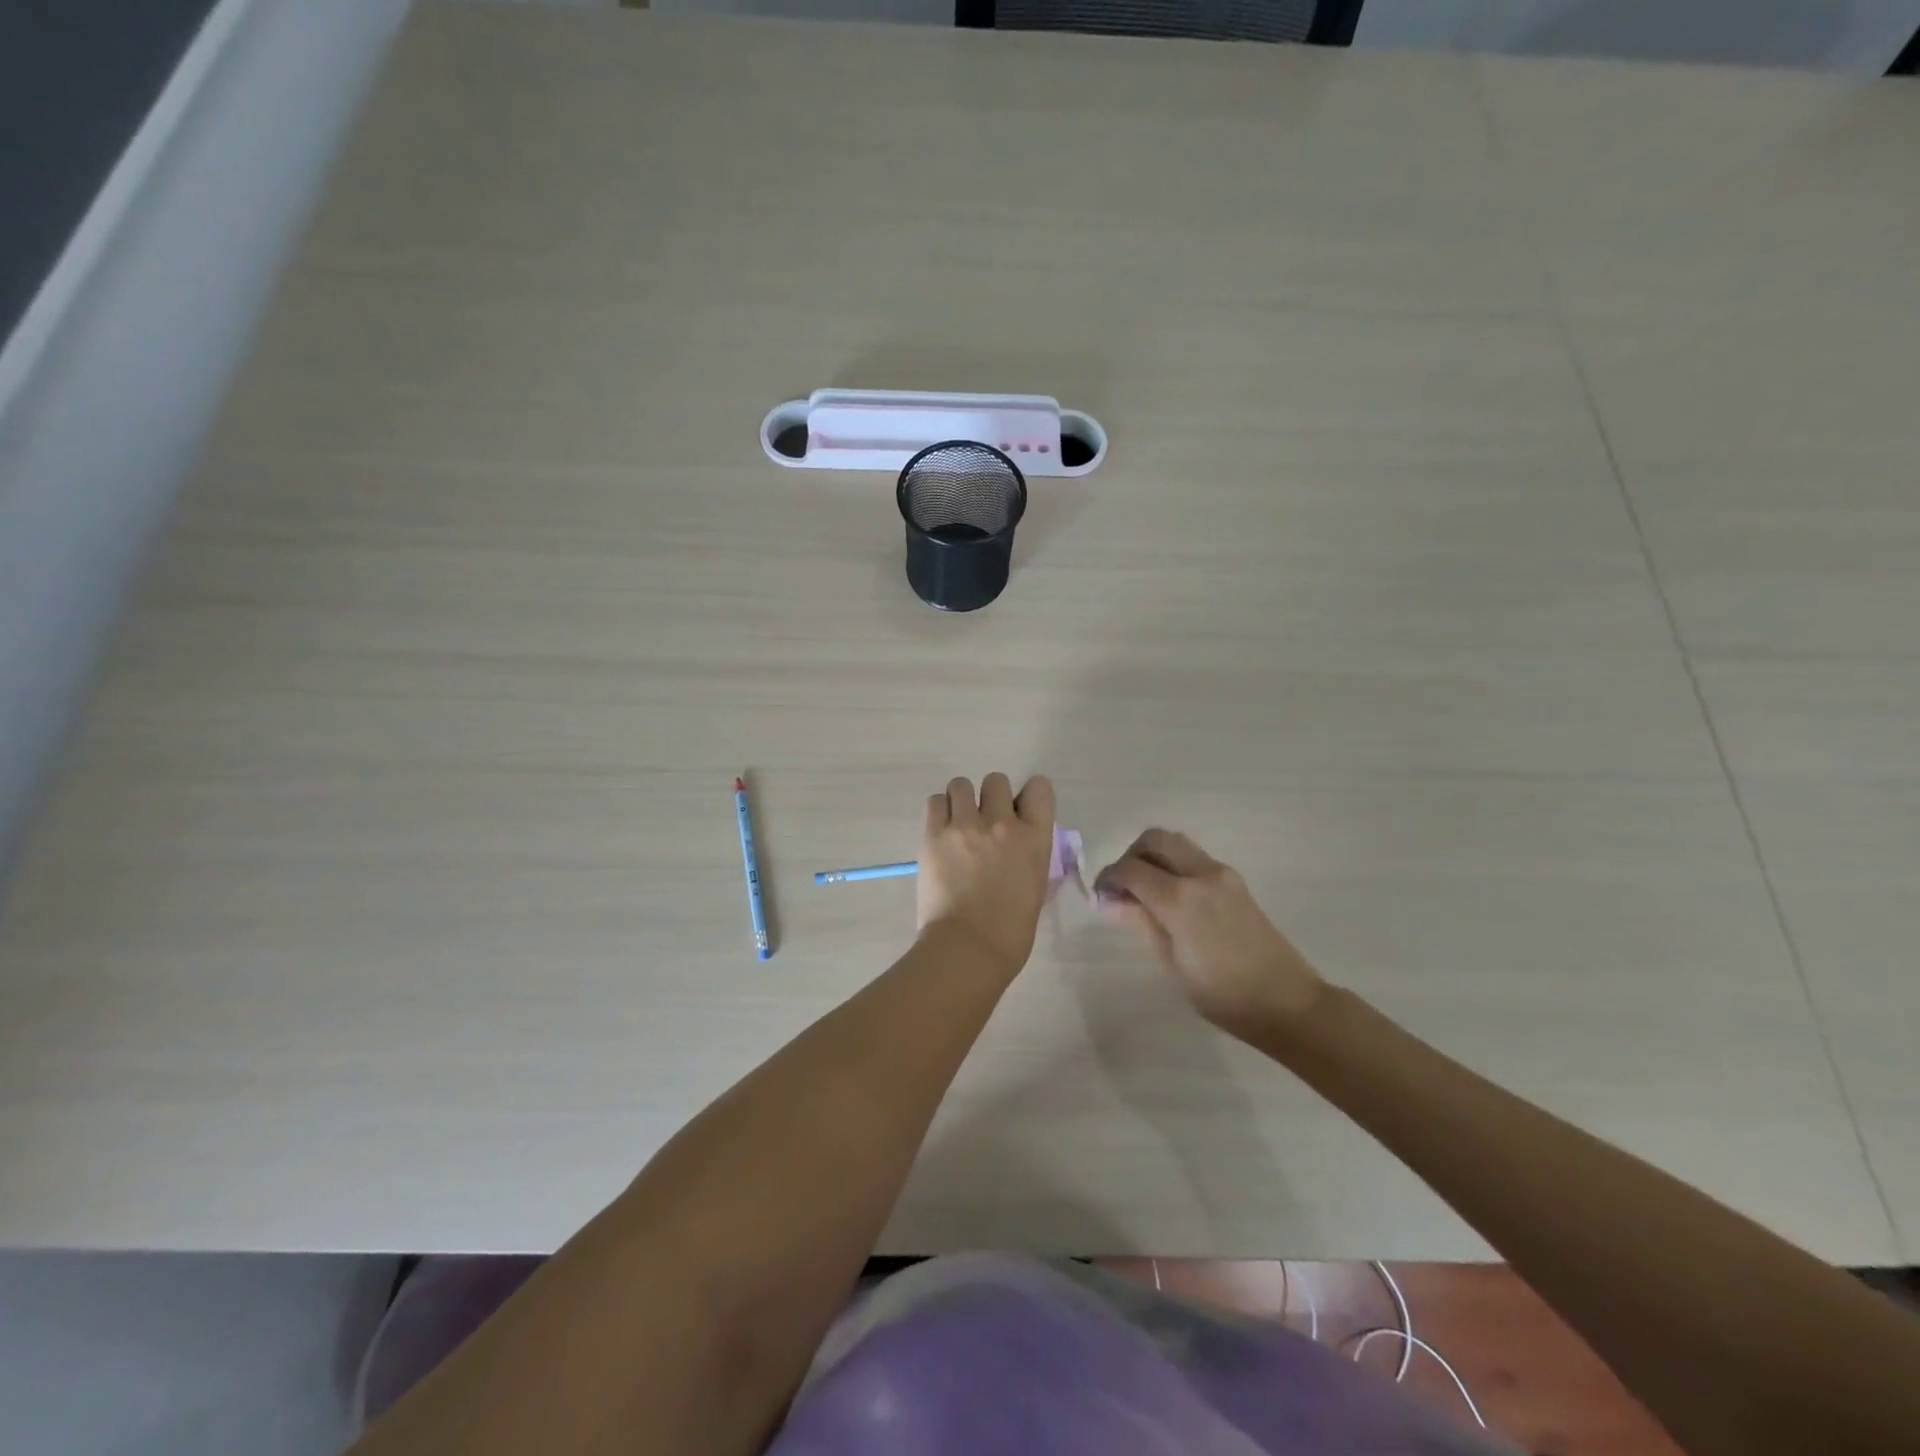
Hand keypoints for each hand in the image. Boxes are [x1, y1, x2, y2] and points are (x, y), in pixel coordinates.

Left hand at [917, 774, 1055, 977]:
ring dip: (960, 801)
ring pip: (961, 784)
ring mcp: (965, 825)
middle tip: (982, 822)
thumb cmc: (1010, 930)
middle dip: (990, 798)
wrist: (968, 948)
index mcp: (1034, 838)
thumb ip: (1028, 854)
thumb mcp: (1035, 886)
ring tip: (956, 825)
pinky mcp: (934, 834)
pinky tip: (940, 832)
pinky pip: (935, 801)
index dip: (1027, 796)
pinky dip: (939, 812)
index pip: (1039, 788)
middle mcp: (1001, 823)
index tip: (1018, 811)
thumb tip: (1016, 845)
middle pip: (996, 780)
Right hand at [1093, 829, 1324, 1034]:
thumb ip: (1141, 923)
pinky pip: (1194, 858)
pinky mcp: (1235, 881)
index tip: (1100, 895)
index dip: (1108, 877)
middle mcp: (1200, 874)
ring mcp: (1221, 874)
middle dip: (1131, 856)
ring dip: (1153, 856)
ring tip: (1146, 891)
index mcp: (1179, 898)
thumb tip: (1112, 901)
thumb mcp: (1171, 963)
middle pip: (1154, 839)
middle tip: (1123, 887)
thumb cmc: (1222, 994)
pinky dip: (1174, 865)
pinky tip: (1172, 898)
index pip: (1130, 869)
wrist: (1286, 1003)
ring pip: (1176, 843)